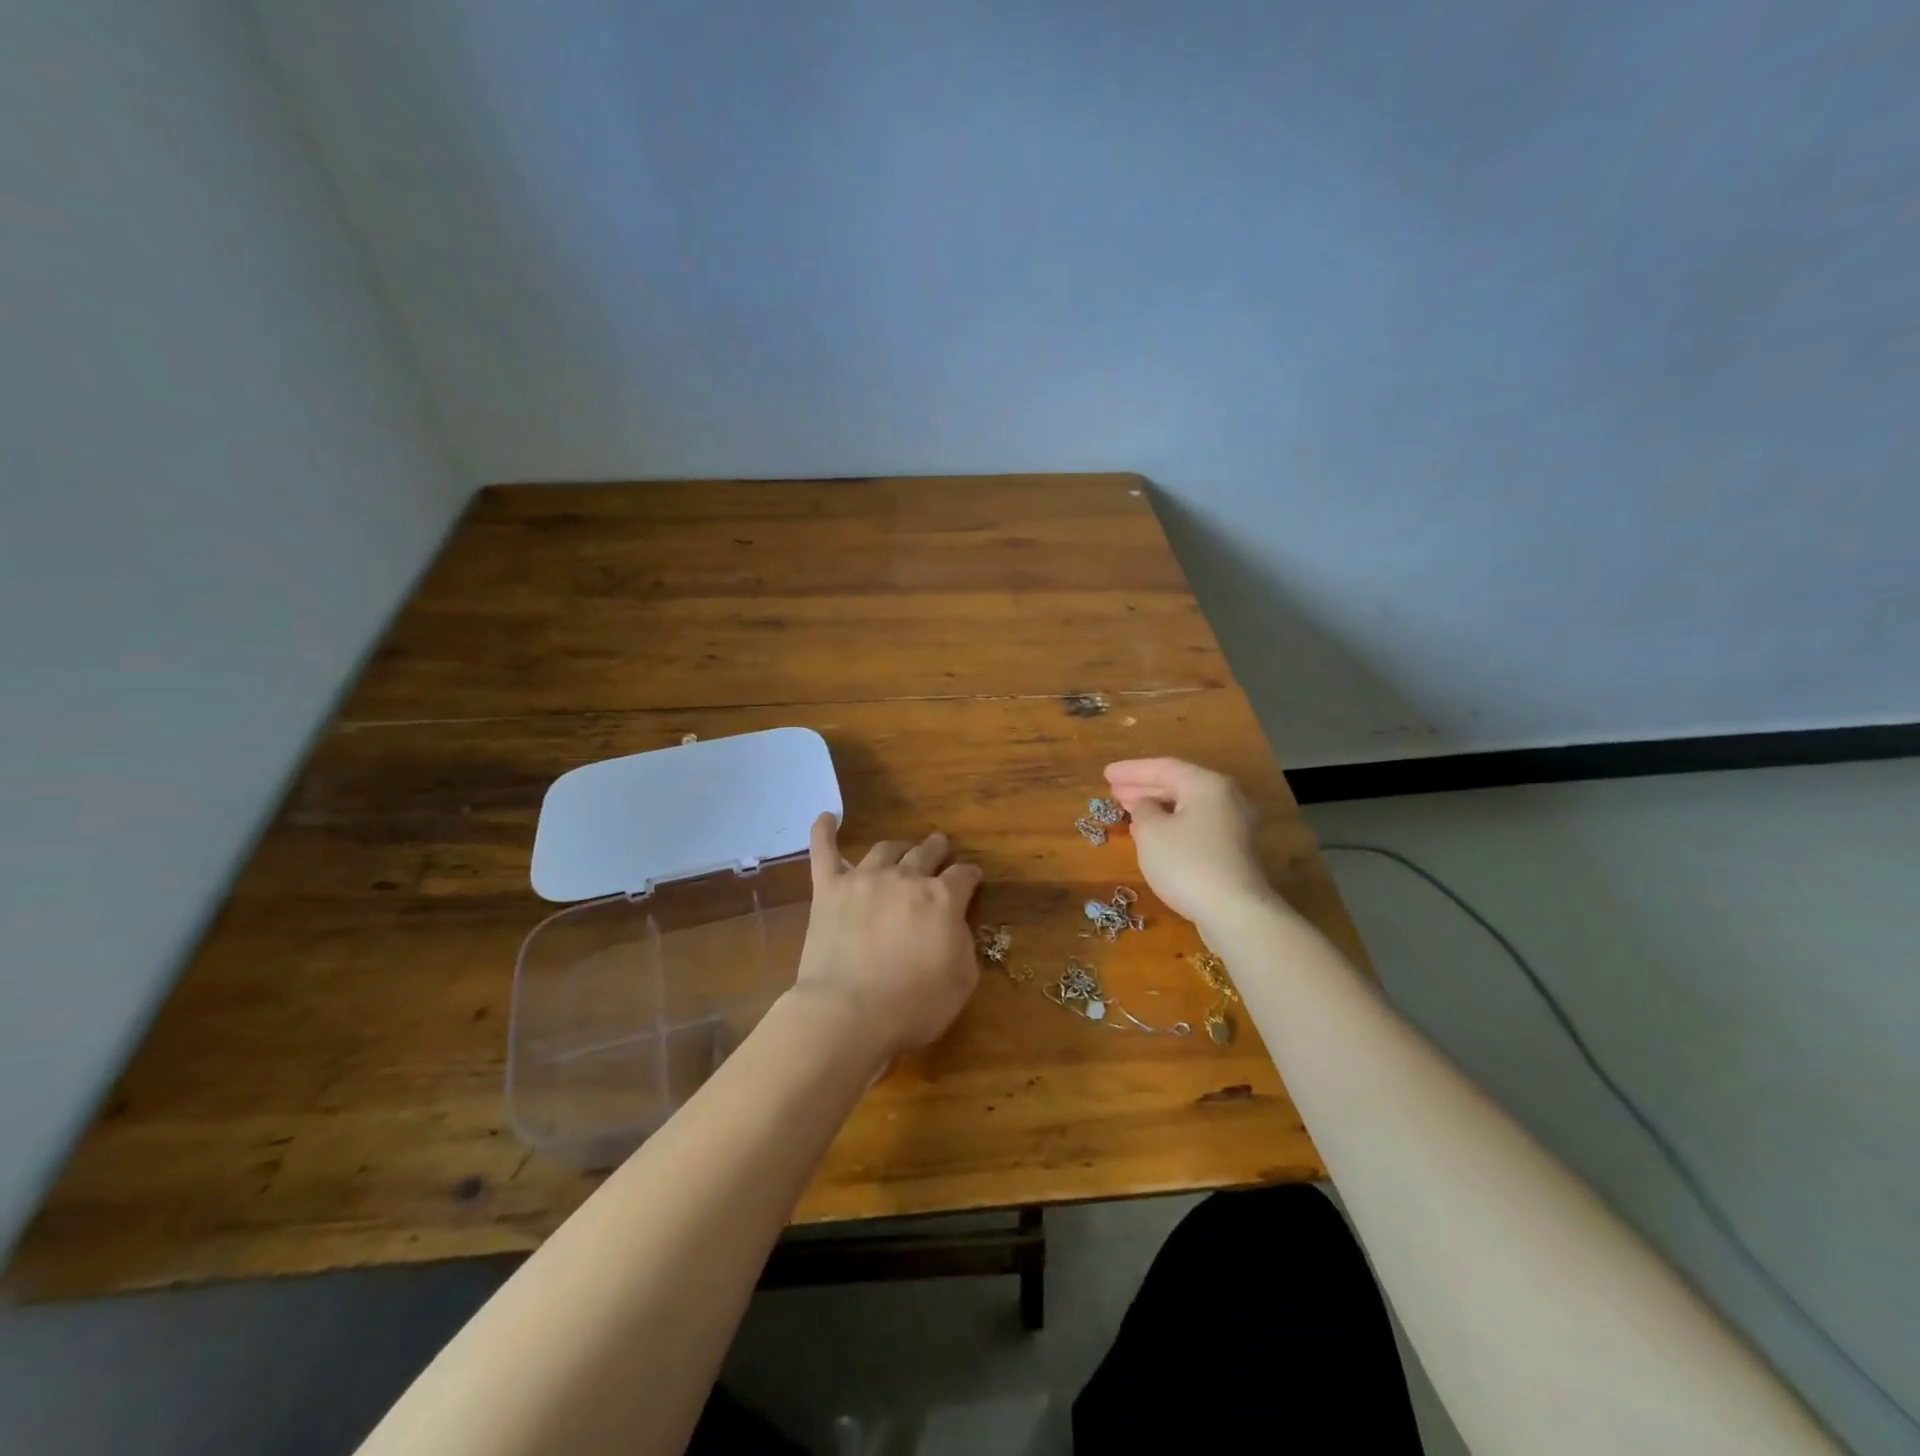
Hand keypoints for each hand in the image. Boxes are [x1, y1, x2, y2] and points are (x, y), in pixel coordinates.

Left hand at [791, 814, 983, 1060]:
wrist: (847, 1013)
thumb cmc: (912, 1005)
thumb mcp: (962, 981)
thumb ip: (964, 944)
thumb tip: (956, 924)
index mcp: (942, 899)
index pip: (964, 875)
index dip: (971, 876)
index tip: (972, 879)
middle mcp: (905, 878)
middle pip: (926, 852)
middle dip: (937, 849)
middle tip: (939, 848)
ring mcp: (864, 879)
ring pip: (885, 849)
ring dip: (898, 848)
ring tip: (901, 849)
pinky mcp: (829, 889)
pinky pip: (824, 852)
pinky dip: (824, 832)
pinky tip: (825, 817)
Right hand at [1103, 758, 1274, 926]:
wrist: (1234, 912)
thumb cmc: (1187, 863)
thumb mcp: (1151, 832)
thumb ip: (1142, 810)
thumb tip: (1146, 805)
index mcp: (1207, 785)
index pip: (1164, 768)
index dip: (1131, 770)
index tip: (1105, 774)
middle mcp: (1226, 799)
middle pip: (1179, 786)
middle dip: (1144, 788)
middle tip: (1114, 791)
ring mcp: (1234, 826)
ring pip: (1187, 808)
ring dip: (1157, 808)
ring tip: (1128, 811)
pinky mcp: (1233, 852)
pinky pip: (1196, 827)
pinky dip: (1172, 825)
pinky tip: (1152, 836)